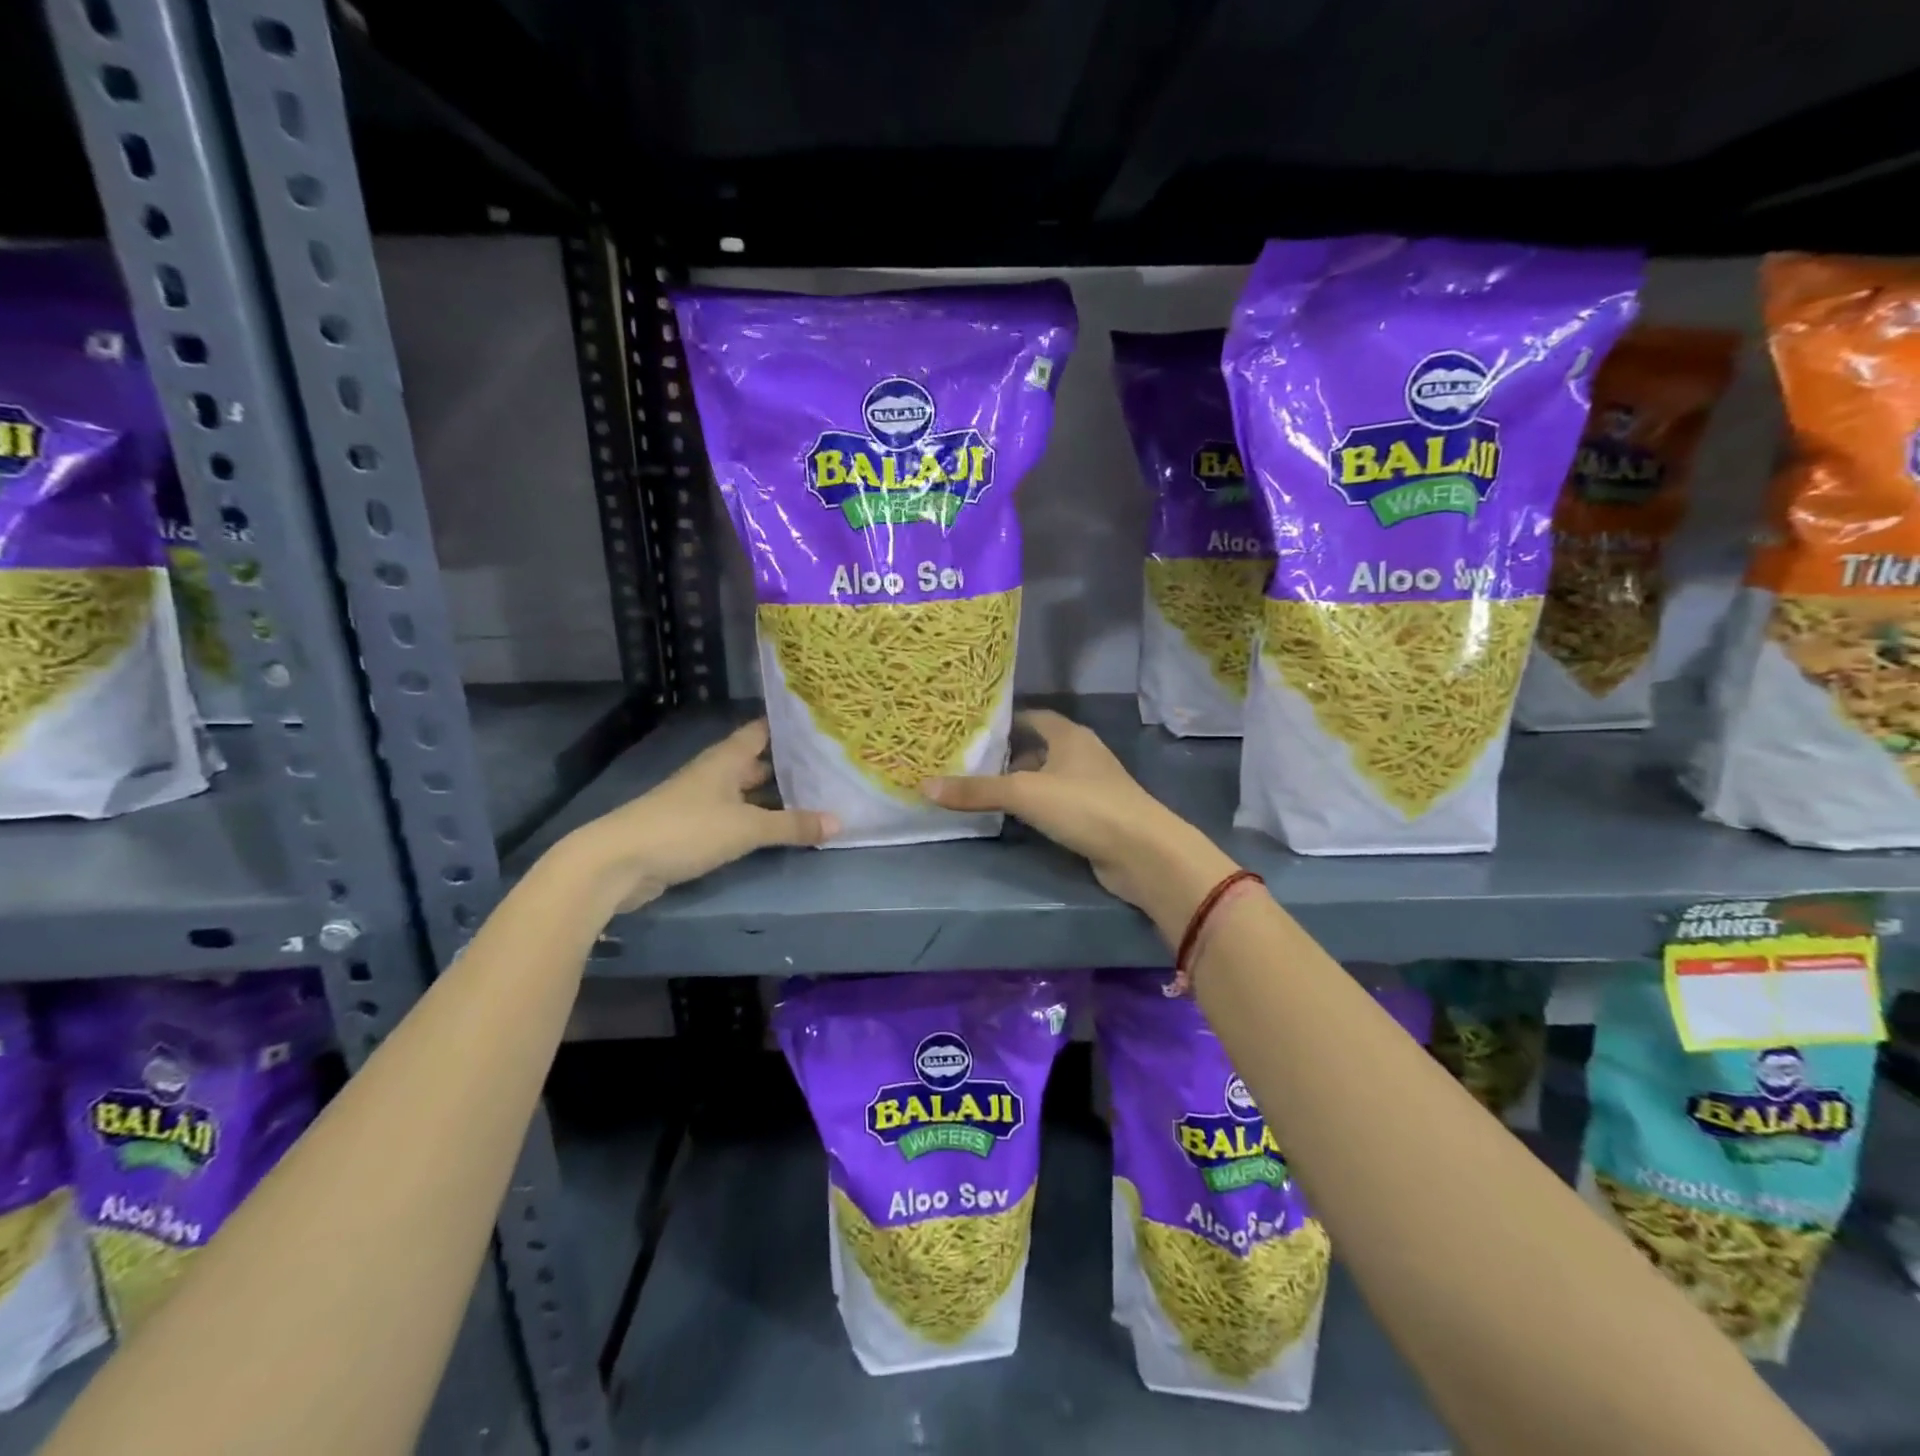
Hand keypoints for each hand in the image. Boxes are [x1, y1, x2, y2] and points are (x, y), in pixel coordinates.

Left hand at [564, 720, 836, 913]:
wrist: (620, 862)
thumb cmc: (686, 830)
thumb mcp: (746, 827)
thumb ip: (792, 825)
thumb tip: (840, 822)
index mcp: (726, 759)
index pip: (762, 731)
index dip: (790, 727)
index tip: (824, 726)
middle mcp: (716, 773)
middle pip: (758, 763)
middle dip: (791, 766)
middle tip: (833, 767)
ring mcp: (704, 801)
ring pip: (749, 793)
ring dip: (776, 797)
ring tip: (819, 798)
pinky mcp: (696, 829)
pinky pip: (738, 818)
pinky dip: (760, 821)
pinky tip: (783, 830)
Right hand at [923, 709, 1236, 936]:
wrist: (1142, 853)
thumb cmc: (1084, 806)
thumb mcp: (1024, 793)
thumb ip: (976, 790)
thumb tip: (924, 785)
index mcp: (1070, 736)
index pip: (1034, 717)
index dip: (1006, 721)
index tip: (973, 730)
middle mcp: (1083, 755)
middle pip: (1039, 748)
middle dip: (1008, 755)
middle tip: (968, 763)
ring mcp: (1093, 787)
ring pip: (1048, 778)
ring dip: (1022, 784)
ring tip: (983, 791)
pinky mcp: (1096, 817)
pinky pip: (1058, 805)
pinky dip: (1036, 809)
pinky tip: (1014, 820)